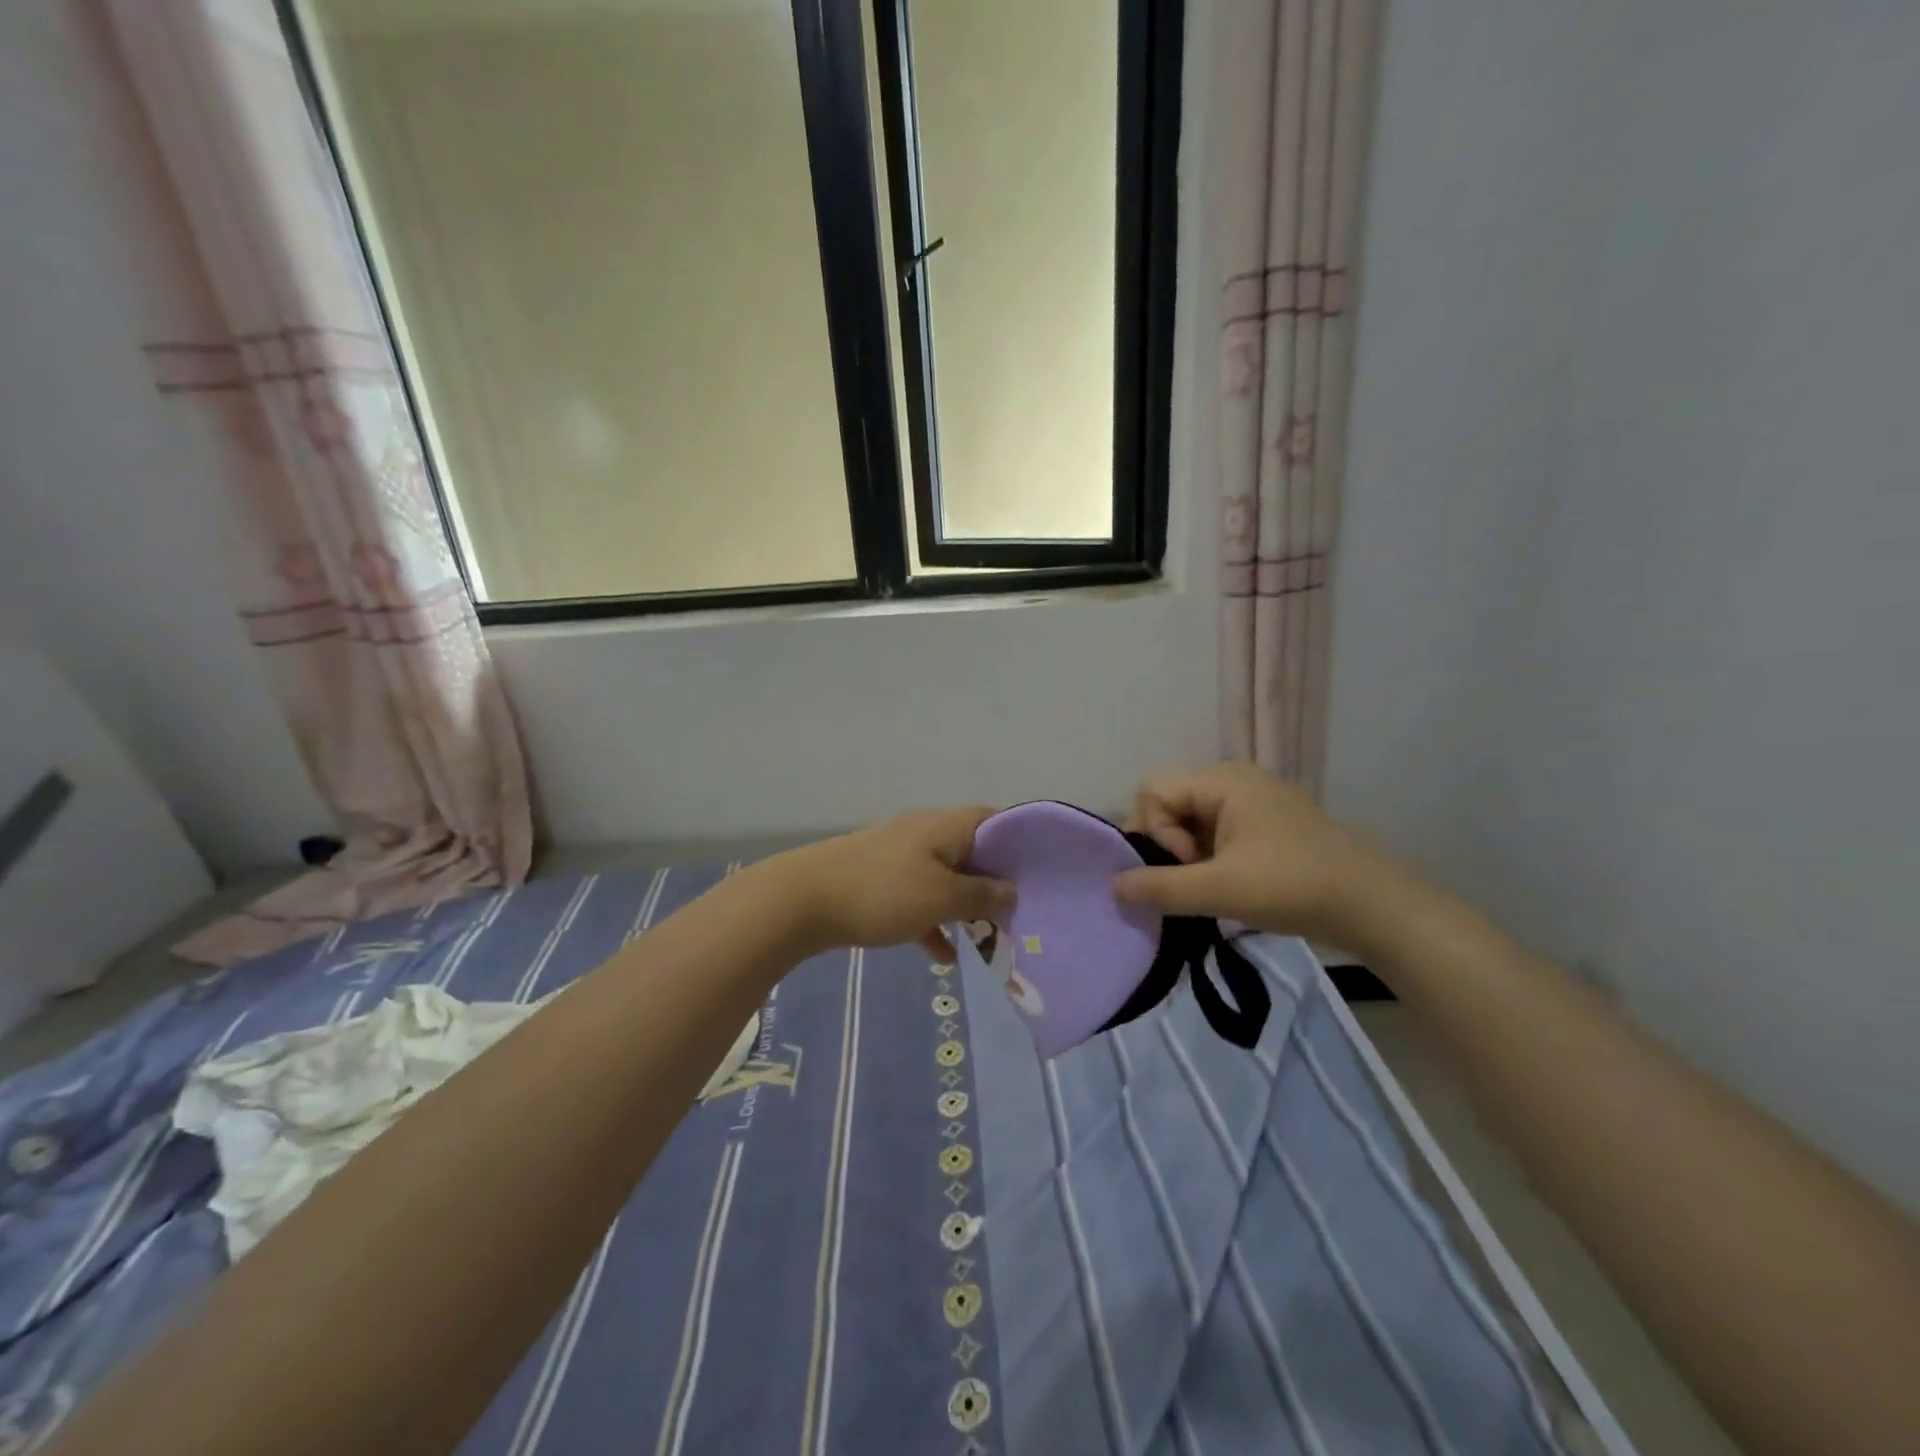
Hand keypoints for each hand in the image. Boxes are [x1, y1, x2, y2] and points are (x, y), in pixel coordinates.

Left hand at [774, 808, 1015, 958]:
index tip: (1039, 877)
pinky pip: (916, 898)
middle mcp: (925, 833)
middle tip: (1017, 915)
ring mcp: (899, 856)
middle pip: (972, 853)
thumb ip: (982, 895)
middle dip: (994, 884)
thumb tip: (1012, 890)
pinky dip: (931, 921)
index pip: (995, 821)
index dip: (1020, 845)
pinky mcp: (878, 880)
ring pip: (945, 878)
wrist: (803, 898)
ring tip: (987, 939)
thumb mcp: (941, 898)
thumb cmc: (883, 893)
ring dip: (964, 907)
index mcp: (946, 827)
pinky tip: (941, 956)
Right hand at [1115, 763, 1387, 939]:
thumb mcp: (1219, 890)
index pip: (1152, 791)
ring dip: (1189, 856)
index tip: (1188, 866)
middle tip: (1195, 881)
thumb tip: (1113, 886)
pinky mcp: (1266, 823)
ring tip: (1212, 888)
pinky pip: (1216, 830)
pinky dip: (1209, 857)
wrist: (1373, 906)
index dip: (1155, 831)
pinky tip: (1227, 884)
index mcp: (1222, 780)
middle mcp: (1234, 779)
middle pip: (1170, 803)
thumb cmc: (1292, 887)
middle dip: (1169, 845)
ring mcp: (1253, 800)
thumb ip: (1160, 887)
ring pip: (1191, 820)